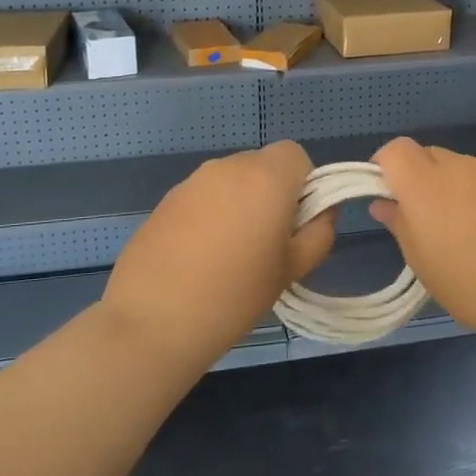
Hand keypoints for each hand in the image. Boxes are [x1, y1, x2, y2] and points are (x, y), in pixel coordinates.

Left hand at [103, 142, 334, 366]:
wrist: (154, 320)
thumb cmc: (236, 295)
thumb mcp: (293, 269)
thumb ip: (319, 233)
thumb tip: (321, 212)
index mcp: (266, 177)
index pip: (296, 155)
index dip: (303, 184)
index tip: (295, 223)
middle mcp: (228, 167)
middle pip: (262, 166)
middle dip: (271, 194)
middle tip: (267, 243)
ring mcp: (192, 181)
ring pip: (230, 181)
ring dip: (239, 204)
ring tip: (229, 255)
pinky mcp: (165, 200)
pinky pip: (202, 197)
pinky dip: (209, 215)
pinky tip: (198, 258)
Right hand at [369, 137, 475, 351]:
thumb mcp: (427, 268)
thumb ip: (402, 228)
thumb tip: (385, 204)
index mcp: (426, 184)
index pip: (395, 150)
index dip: (385, 168)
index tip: (389, 200)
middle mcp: (461, 167)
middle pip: (429, 156)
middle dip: (420, 181)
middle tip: (427, 225)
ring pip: (463, 171)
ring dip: (455, 192)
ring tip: (470, 239)